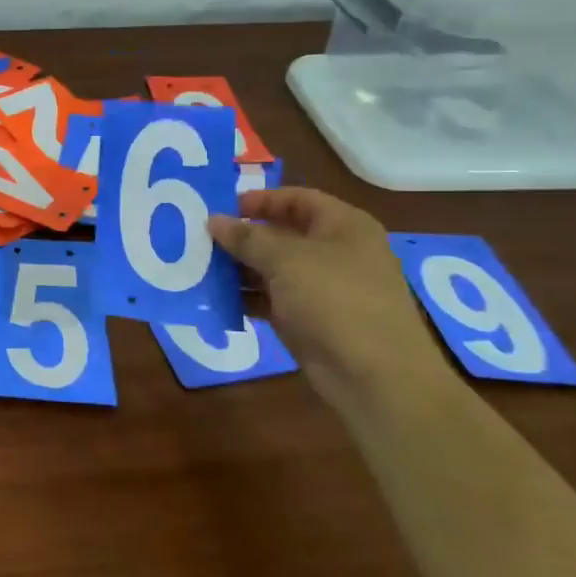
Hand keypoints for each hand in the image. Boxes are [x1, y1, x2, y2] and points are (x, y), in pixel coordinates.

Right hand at [207, 188, 457, 416]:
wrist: (374, 376)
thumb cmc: (335, 300)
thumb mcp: (286, 260)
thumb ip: (247, 238)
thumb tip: (214, 220)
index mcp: (343, 226)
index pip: (298, 199)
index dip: (262, 200)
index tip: (223, 207)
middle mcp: (336, 253)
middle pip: (282, 234)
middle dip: (243, 237)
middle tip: (202, 239)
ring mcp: (324, 289)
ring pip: (274, 269)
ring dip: (239, 269)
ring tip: (200, 268)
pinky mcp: (310, 320)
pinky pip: (272, 300)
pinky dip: (247, 298)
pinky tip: (217, 299)